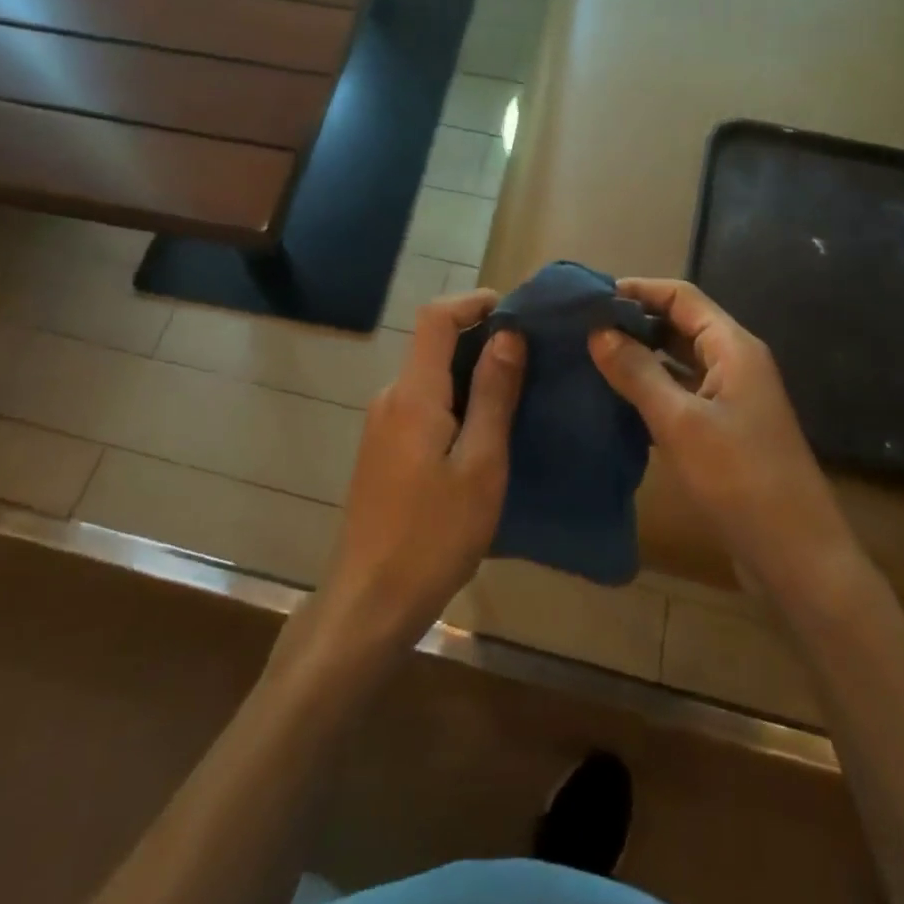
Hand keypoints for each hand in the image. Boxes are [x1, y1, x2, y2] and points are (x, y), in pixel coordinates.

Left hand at [320, 291, 524, 657]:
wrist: (370, 601)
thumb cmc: (433, 535)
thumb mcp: (480, 465)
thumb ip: (493, 395)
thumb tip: (507, 334)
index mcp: (413, 394)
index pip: (436, 317)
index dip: (474, 302)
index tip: (517, 311)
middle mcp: (391, 397)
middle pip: (433, 344)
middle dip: (481, 338)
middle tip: (533, 357)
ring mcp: (382, 425)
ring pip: (430, 377)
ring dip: (471, 373)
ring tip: (519, 393)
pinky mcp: (383, 450)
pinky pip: (423, 405)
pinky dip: (456, 401)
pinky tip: (485, 432)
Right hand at [589, 278, 851, 588]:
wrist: (797, 558)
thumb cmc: (741, 479)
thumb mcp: (680, 422)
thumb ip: (637, 372)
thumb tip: (597, 332)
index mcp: (733, 347)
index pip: (681, 296)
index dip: (636, 290)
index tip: (588, 298)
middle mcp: (734, 363)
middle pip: (679, 324)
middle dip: (633, 322)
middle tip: (580, 329)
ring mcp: (730, 398)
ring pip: (677, 360)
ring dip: (639, 356)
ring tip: (589, 358)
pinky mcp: (723, 430)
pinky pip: (680, 393)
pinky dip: (650, 389)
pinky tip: (614, 400)